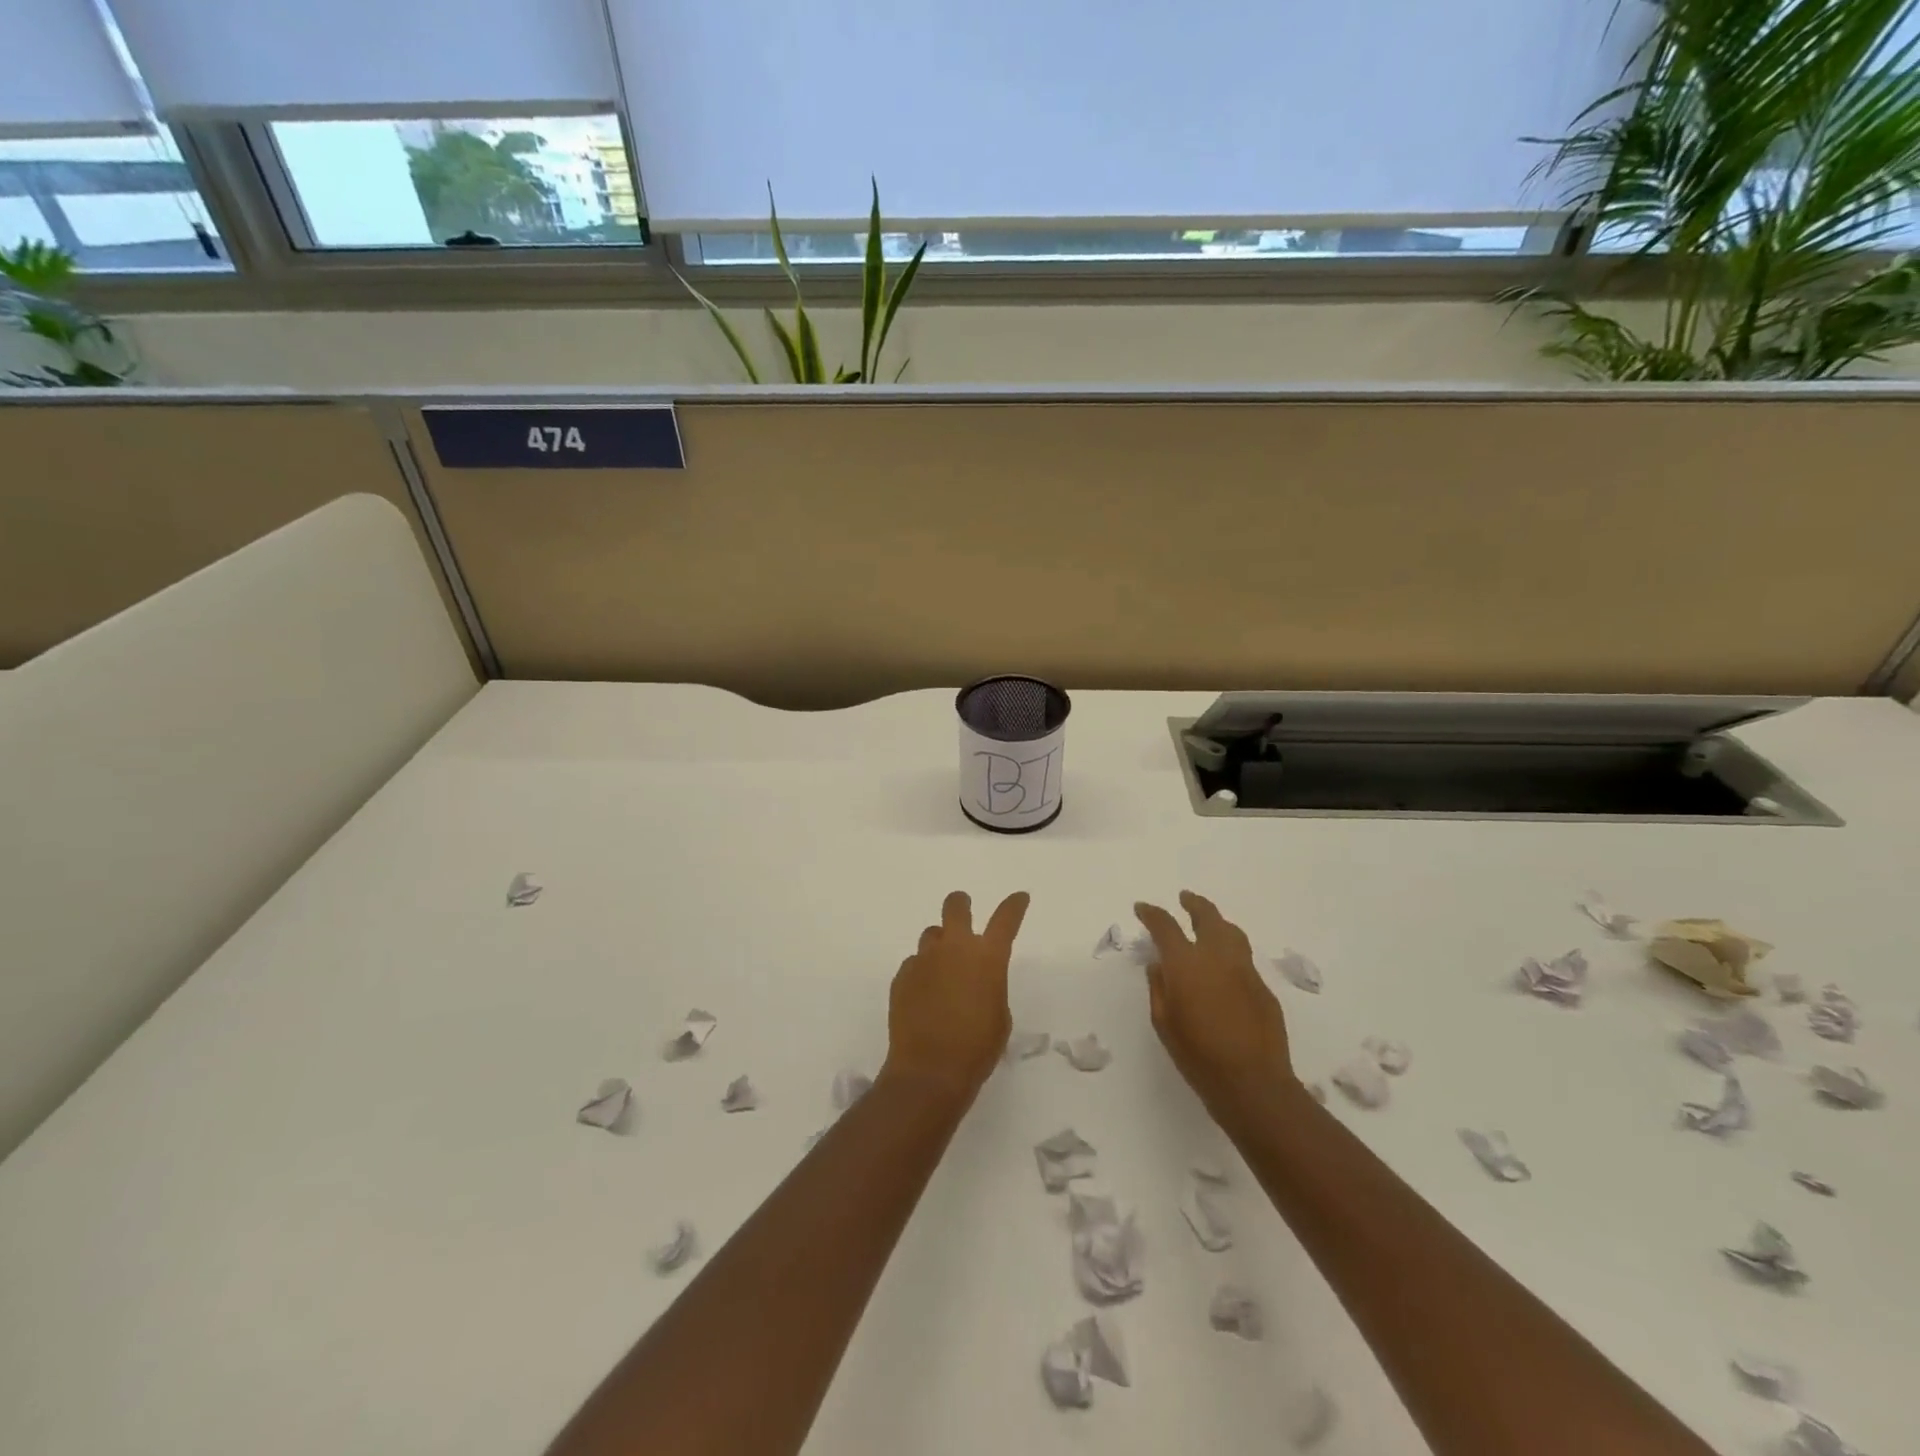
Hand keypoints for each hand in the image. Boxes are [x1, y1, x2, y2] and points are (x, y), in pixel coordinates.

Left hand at [882, 890, 1029, 1102]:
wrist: (929, 1070)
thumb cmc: (977, 1048)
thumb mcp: (999, 1016)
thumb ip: (990, 987)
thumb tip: (975, 981)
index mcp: (987, 957)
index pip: (1005, 919)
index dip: (1014, 905)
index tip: (1019, 898)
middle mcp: (954, 949)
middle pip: (955, 907)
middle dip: (961, 904)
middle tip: (964, 909)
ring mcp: (924, 960)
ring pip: (932, 934)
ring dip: (940, 944)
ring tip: (943, 968)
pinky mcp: (902, 976)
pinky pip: (914, 963)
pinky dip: (922, 972)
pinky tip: (925, 994)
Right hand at [1135, 891, 1294, 1122]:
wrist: (1252, 1083)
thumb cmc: (1197, 1055)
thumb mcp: (1163, 1022)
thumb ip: (1158, 987)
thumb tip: (1158, 965)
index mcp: (1186, 963)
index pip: (1165, 926)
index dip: (1152, 913)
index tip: (1142, 908)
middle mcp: (1217, 956)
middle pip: (1207, 916)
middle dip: (1193, 904)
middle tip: (1185, 898)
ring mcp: (1245, 969)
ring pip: (1231, 931)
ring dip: (1217, 921)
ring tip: (1208, 922)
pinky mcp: (1263, 987)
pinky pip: (1243, 958)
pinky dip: (1230, 951)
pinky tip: (1224, 966)